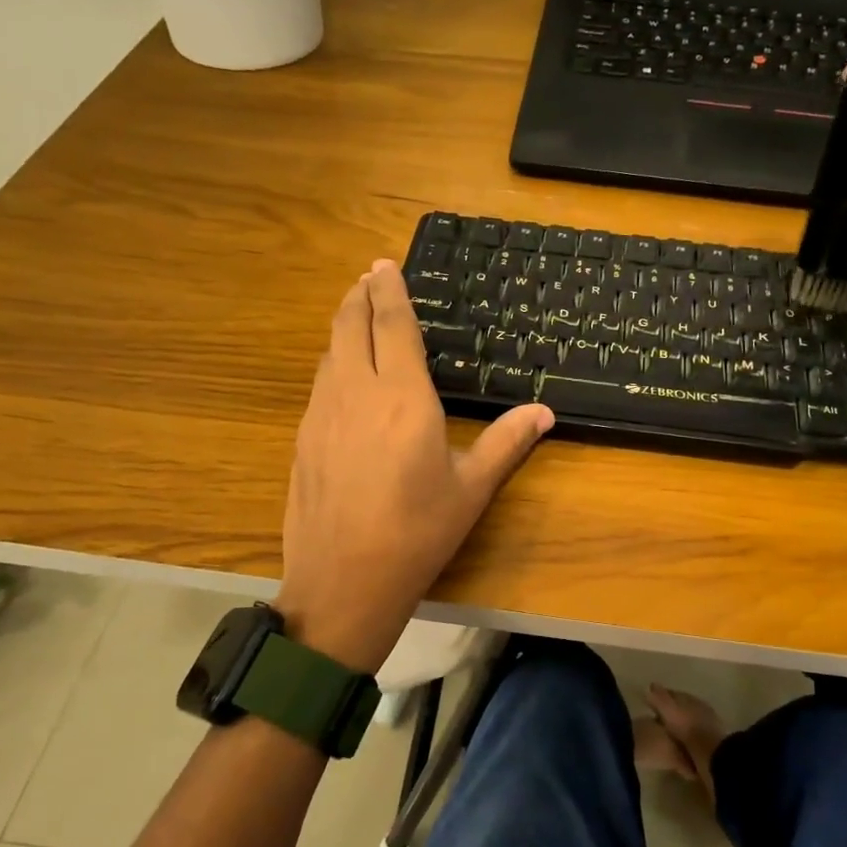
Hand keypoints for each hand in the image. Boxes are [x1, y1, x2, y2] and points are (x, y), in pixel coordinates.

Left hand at [274, 260, 554, 674]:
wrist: (343, 581)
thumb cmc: (417, 534)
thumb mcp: (471, 489)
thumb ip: (506, 442)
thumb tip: (544, 412)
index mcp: (404, 399)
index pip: (394, 327)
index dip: (390, 291)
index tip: (385, 264)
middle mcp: (357, 393)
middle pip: (350, 326)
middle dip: (359, 296)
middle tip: (369, 277)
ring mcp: (322, 415)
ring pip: (330, 353)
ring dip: (343, 326)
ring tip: (357, 316)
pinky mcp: (303, 438)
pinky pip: (320, 383)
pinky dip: (333, 362)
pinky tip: (342, 375)